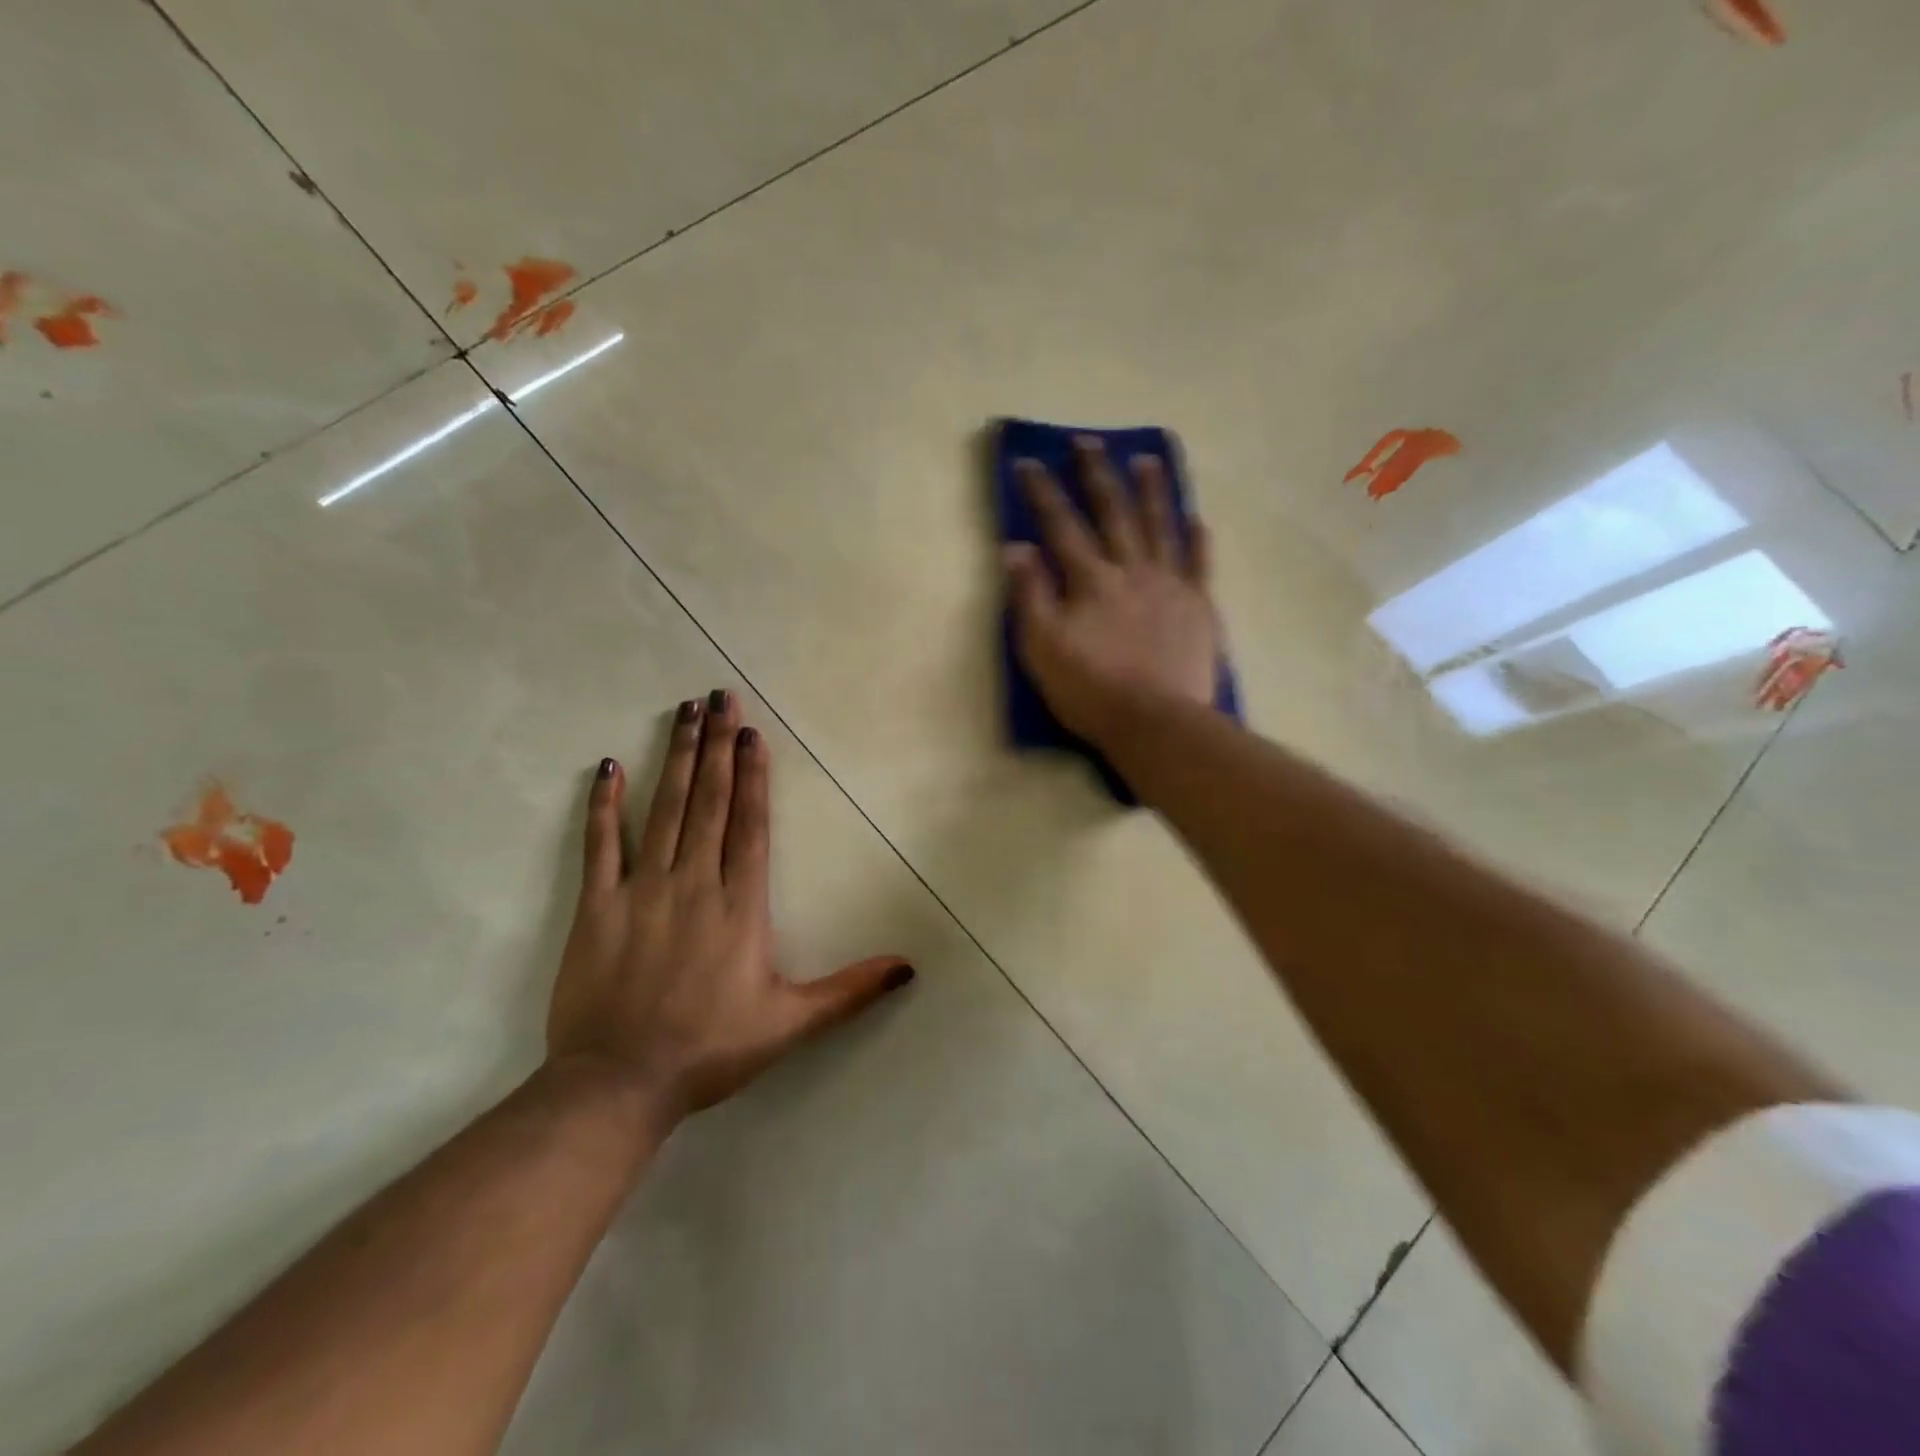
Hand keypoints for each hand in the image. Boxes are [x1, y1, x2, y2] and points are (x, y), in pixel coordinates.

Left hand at [547, 691, 913, 1120]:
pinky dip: (604, 806)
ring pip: (664, 811)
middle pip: (709, 803)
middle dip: (717, 747)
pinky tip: (608, 768)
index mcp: (740, 906)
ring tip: (684, 713)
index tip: (752, 732)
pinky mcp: (598, 907)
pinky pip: (601, 846)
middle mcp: (695, 884)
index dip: (753, 776)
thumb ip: (850, 991)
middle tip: (719, 697)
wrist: (618, 1085)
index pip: (751, 826)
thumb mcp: (790, 1023)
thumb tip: (909, 967)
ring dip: (676, 758)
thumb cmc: (710, 1049)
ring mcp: (643, 891)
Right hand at [1004, 437, 1220, 748]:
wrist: (1156, 722)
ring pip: (1161, 526)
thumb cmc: (1091, 690)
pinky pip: (1201, 564)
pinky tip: (1197, 519)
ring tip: (1147, 460)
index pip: (1061, 525)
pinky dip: (1198, 540)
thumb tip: (1016, 547)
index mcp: (1091, 580)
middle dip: (1097, 474)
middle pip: (1113, 512)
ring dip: (1152, 491)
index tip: (1029, 462)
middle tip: (1087, 441)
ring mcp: (1171, 585)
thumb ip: (1030, 595)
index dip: (1042, 492)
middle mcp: (1132, 570)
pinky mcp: (1200, 607)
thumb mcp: (1042, 647)